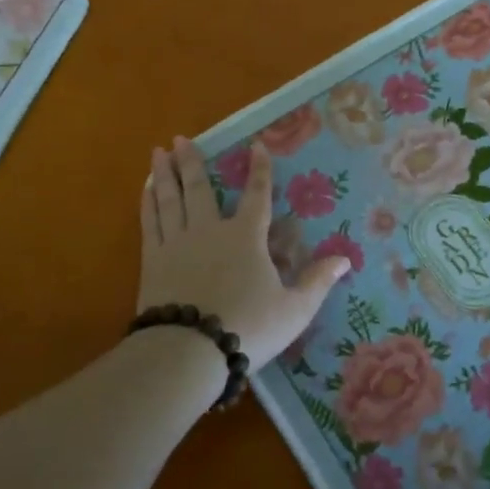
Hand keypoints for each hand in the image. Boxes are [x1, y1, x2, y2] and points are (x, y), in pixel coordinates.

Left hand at [139, 137, 350, 370]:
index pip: (258, 195)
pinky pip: (149, 222)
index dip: (260, 169)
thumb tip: (345, 259)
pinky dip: (147, 203)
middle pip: (199, 188)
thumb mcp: (294, 309)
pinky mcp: (152, 260)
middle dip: (192, 161)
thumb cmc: (248, 327)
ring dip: (164, 173)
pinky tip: (144, 190)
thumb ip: (317, 281)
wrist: (189, 351)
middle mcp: (209, 230)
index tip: (256, 145)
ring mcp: (177, 243)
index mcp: (246, 237)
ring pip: (169, 199)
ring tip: (158, 152)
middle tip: (180, 137)